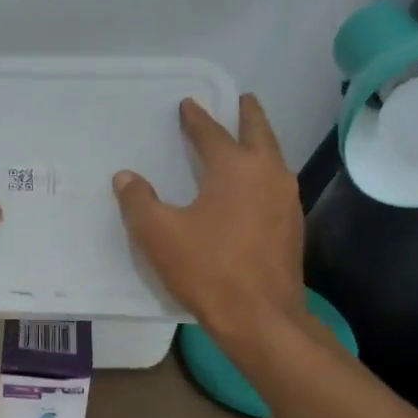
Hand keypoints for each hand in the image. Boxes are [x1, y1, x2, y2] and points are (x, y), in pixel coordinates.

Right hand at [113, 94, 307, 349]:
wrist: (261, 317)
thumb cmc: (208, 269)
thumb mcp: (159, 234)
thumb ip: (138, 201)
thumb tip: (126, 177)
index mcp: (235, 168)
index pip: (212, 133)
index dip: (196, 118)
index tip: (188, 104)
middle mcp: (268, 175)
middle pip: (259, 133)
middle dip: (248, 115)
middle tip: (242, 100)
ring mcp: (286, 201)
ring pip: (273, 158)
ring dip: (259, 143)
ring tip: (247, 139)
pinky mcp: (291, 226)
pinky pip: (276, 185)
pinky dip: (263, 172)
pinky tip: (252, 187)